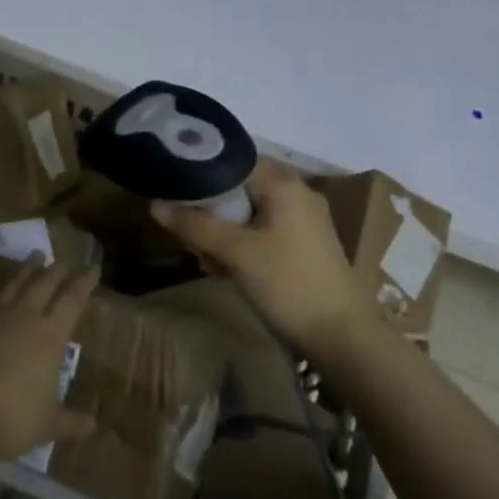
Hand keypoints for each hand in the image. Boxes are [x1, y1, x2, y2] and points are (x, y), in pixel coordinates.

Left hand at [0, 260, 98, 462]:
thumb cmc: (11, 417)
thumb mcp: (48, 425)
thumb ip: (71, 423)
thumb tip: (94, 427)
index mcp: (50, 336)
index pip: (73, 300)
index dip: (84, 282)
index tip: (93, 268)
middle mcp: (23, 317)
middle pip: (43, 284)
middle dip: (56, 270)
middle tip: (64, 260)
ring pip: (13, 283)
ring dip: (25, 269)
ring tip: (34, 255)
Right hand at [152, 160, 362, 355]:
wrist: (342, 338)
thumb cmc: (288, 284)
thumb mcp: (235, 253)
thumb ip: (194, 225)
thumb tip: (155, 204)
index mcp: (283, 184)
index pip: (232, 160)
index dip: (200, 172)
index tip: (174, 189)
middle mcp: (297, 193)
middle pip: (239, 187)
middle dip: (210, 210)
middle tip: (187, 234)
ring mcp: (304, 221)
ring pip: (249, 213)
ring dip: (222, 232)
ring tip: (204, 260)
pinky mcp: (305, 245)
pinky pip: (263, 232)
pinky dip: (242, 245)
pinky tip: (224, 270)